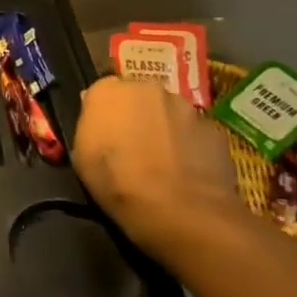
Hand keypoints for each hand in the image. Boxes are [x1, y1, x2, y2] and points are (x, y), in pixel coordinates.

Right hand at [71, 77, 245, 257]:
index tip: (105, 136)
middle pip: (139, 97)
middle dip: (137, 115)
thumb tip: (102, 121)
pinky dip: (191, 146)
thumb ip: (91, 128)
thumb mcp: (82, 156)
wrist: (179, 209)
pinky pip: (196, 133)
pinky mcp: (214, 128)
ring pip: (170, 113)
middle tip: (134, 147)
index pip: (102, 93)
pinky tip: (188, 172)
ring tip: (165, 163)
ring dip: (165, 129)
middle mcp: (147, 87)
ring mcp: (185, 106)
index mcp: (108, 90)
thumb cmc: (117, 182)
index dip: (104, 115)